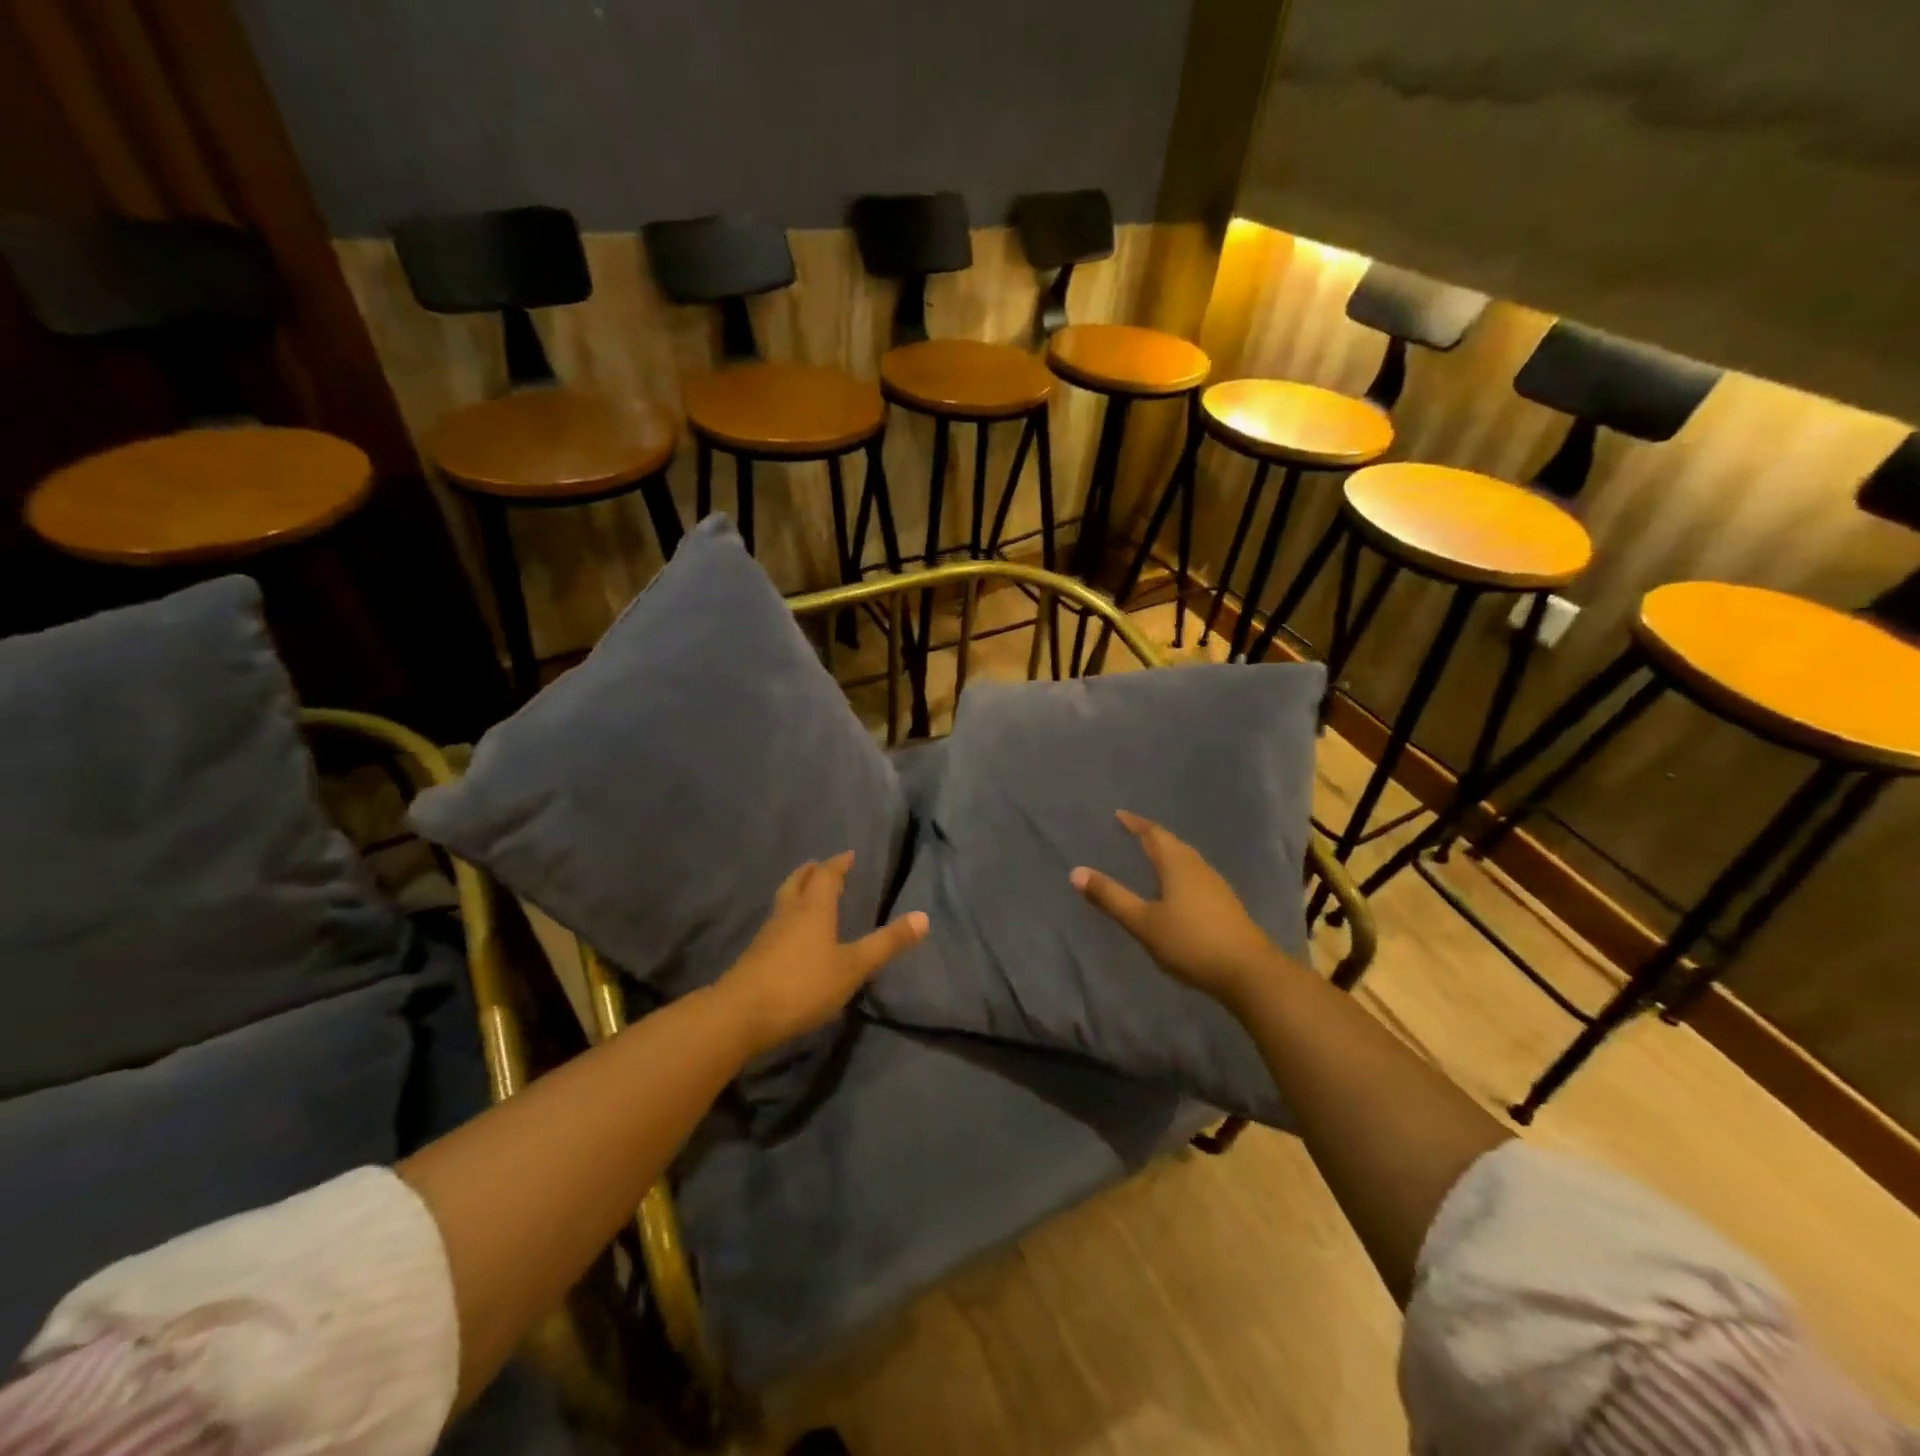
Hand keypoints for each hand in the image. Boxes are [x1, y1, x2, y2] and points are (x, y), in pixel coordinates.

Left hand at [715, 851, 928, 1057]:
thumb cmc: (803, 984)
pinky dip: (788, 916)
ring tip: (806, 893)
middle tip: (820, 866)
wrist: (741, 1015)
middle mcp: (789, 913)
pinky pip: (776, 923)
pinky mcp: (756, 955)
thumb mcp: (853, 967)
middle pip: (798, 882)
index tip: (847, 855)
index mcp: (814, 909)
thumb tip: (924, 917)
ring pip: (784, 901)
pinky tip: (790, 934)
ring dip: (796, 891)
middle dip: (811, 872)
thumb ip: (886, 943)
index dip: (838, 864)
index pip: (826, 876)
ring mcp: (768, 934)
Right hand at [1071, 810, 1281, 1009]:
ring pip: (1187, 859)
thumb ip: (1111, 897)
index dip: (1135, 824)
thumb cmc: (1190, 942)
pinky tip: (1176, 888)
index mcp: (1177, 864)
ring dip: (1168, 854)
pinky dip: (1179, 872)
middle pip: (1172, 844)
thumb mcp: (1143, 921)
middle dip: (1152, 836)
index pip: (1153, 834)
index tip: (1119, 815)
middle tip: (1132, 833)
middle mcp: (1198, 867)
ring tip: (1151, 858)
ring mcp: (1216, 885)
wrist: (1248, 972)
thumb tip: (1076, 872)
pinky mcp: (1226, 904)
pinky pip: (1196, 876)